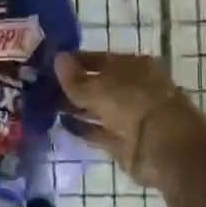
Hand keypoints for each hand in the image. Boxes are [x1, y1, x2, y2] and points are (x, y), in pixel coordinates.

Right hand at [54, 51, 205, 188]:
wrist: (165, 147)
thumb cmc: (134, 104)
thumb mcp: (100, 87)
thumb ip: (76, 78)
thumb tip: (57, 59)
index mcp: (134, 67)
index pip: (100, 60)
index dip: (76, 61)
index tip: (50, 63)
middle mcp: (132, 90)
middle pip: (98, 85)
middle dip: (73, 86)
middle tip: (41, 86)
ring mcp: (129, 118)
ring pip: (97, 110)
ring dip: (75, 108)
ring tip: (45, 104)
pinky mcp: (123, 143)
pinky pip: (97, 132)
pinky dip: (81, 128)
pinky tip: (60, 123)